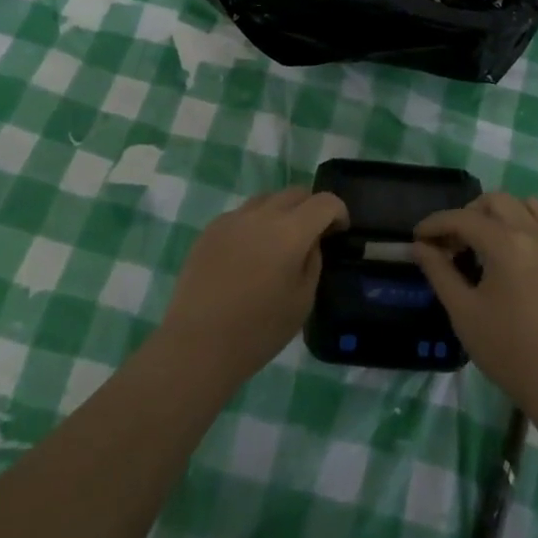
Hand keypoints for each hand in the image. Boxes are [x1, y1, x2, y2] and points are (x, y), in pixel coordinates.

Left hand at [160, 187, 347, 384]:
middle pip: (295, 193)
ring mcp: (232, 219)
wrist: (197, 345)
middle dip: (311, 208)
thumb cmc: (258, 330)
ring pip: (267, 199)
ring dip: (281, 212)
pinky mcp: (210, 230)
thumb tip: (311, 241)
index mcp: (290, 231)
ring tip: (278, 243)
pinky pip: (242, 215)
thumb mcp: (303, 301)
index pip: (324, 202)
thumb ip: (313, 261)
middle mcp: (261, 215)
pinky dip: (254, 224)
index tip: (339, 231)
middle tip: (312, 235)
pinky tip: (248, 254)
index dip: (339, 212)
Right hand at [414, 193, 537, 413]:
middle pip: (495, 201)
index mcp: (507, 243)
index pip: (463, 218)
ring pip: (525, 204)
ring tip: (484, 240)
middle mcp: (534, 232)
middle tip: (451, 243)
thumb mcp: (463, 312)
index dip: (436, 224)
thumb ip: (439, 271)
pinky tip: (513, 251)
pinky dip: (525, 224)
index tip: (417, 238)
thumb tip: (419, 246)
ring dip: (499, 213)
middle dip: (467, 214)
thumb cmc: (507, 349)